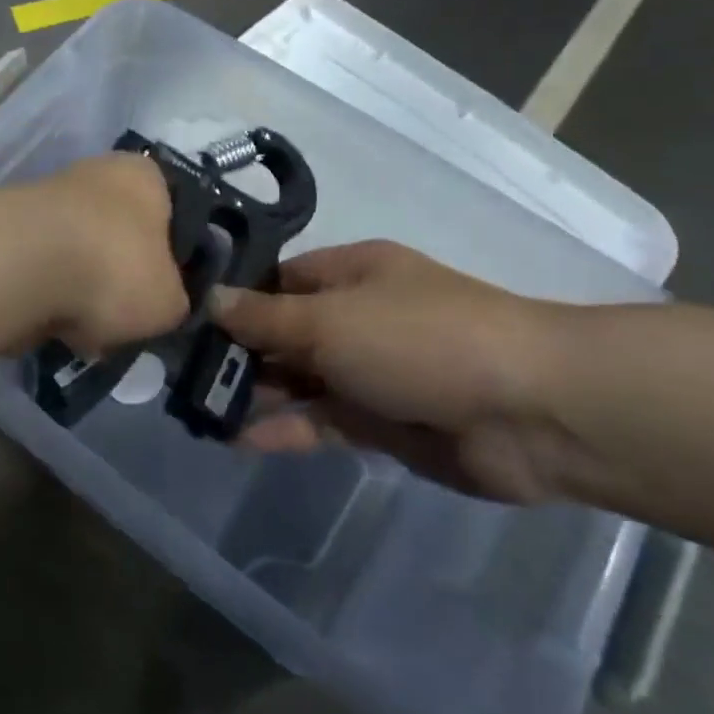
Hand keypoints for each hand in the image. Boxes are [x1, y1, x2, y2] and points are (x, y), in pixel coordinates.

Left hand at [27, 153, 188, 356]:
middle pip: (118, 239)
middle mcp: (94, 175)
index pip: (171, 213)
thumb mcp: (170, 301)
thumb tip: (161, 303)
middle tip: (123, 320)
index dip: (171, 259)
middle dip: (118, 282)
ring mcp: (46, 200)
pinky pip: (42, 274)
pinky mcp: (9, 232)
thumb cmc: (115, 268)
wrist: (23, 267)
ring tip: (85, 331)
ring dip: (80, 295)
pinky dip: (47, 300)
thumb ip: (174, 300)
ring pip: (78, 260)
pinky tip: (51, 326)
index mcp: (144, 176)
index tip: (164, 295)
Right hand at [208, 240, 587, 503]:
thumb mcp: (329, 320)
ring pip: (298, 380)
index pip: (276, 281)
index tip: (186, 321)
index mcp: (349, 274)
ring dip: (255, 394)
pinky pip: (321, 421)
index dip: (234, 300)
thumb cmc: (420, 340)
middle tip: (180, 374)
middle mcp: (356, 317)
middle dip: (237, 353)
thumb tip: (210, 298)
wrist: (533, 412)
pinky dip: (285, 428)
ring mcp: (369, 371)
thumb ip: (264, 318)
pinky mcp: (381, 422)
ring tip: (199, 409)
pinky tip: (240, 439)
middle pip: (282, 332)